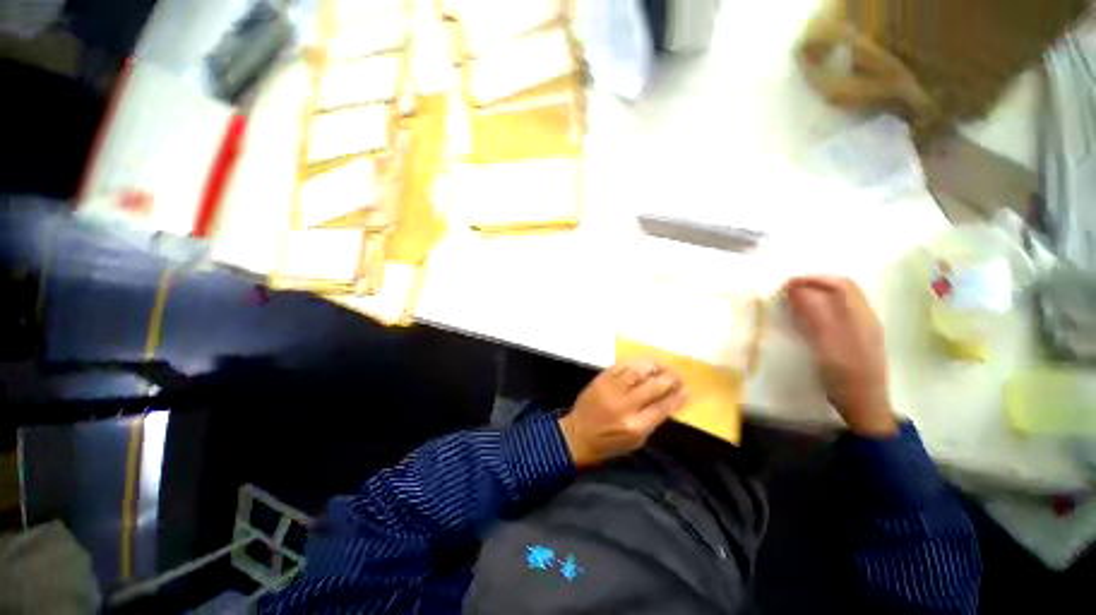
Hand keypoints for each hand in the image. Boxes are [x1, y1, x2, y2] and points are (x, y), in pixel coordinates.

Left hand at [559, 359, 686, 467]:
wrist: (578, 434)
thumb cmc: (609, 443)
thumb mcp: (636, 441)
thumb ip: (652, 420)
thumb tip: (669, 400)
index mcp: (636, 425)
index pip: (663, 406)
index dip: (677, 396)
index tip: (686, 390)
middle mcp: (625, 405)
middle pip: (654, 386)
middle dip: (670, 378)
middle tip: (677, 376)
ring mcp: (611, 389)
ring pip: (638, 371)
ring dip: (654, 366)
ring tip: (662, 366)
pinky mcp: (601, 379)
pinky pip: (621, 366)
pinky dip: (635, 362)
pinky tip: (643, 363)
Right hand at [784, 276, 897, 436]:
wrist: (864, 405)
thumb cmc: (845, 376)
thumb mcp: (827, 345)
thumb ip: (814, 314)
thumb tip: (796, 289)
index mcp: (861, 317)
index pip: (839, 284)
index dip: (812, 279)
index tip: (785, 286)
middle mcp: (864, 317)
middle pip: (841, 288)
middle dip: (812, 285)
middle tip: (785, 293)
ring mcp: (861, 327)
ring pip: (838, 300)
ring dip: (814, 295)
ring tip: (791, 302)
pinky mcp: (855, 337)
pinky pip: (836, 313)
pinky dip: (818, 308)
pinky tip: (805, 318)